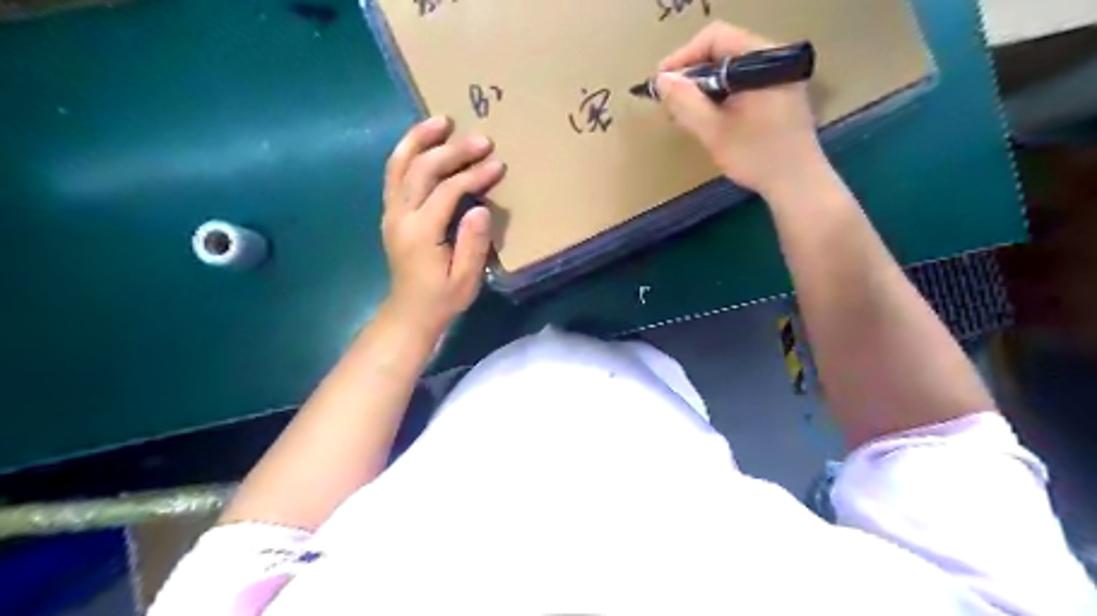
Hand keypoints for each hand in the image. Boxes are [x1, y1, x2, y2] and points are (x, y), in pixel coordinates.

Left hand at [381, 115, 502, 335]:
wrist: (409, 313)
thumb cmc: (442, 299)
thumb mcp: (465, 279)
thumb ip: (473, 243)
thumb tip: (480, 208)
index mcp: (421, 232)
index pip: (447, 191)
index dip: (474, 175)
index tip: (497, 165)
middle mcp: (400, 216)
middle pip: (422, 169)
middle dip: (452, 150)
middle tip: (480, 138)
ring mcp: (391, 212)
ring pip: (399, 165)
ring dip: (419, 139)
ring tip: (441, 120)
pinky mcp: (391, 213)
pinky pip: (394, 174)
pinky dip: (407, 152)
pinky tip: (423, 142)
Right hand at [660, 21, 822, 193]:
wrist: (797, 184)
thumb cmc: (757, 156)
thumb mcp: (714, 131)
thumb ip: (685, 102)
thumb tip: (661, 80)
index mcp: (764, 59)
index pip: (716, 38)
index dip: (683, 57)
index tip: (661, 83)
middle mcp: (774, 59)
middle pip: (723, 51)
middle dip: (691, 75)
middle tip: (669, 101)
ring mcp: (779, 76)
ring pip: (730, 69)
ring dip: (703, 88)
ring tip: (683, 113)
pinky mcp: (778, 93)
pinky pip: (741, 83)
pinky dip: (720, 96)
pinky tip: (706, 117)